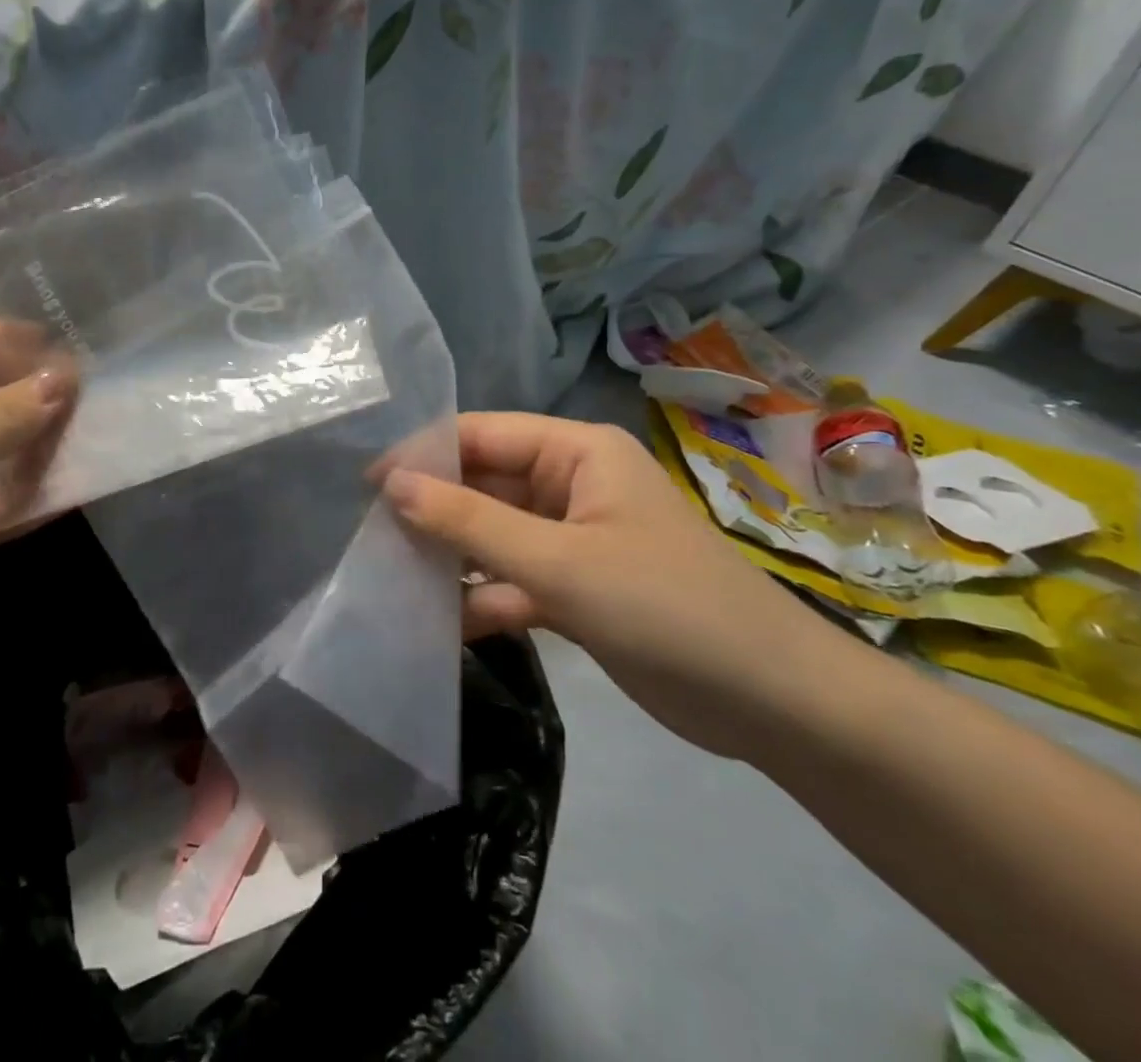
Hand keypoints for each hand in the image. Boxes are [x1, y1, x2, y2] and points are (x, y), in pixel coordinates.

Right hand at [385, 413, 844, 758]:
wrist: (776, 705)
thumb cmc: (666, 608)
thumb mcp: (558, 561)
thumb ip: (470, 522)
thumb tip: (391, 483)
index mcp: (576, 452)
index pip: (481, 435)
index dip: (422, 454)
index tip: (364, 485)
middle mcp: (572, 484)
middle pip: (483, 484)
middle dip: (432, 510)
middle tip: (368, 537)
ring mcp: (574, 538)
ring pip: (494, 534)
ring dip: (452, 556)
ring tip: (391, 577)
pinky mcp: (576, 587)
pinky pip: (514, 578)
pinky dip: (483, 597)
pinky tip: (441, 623)